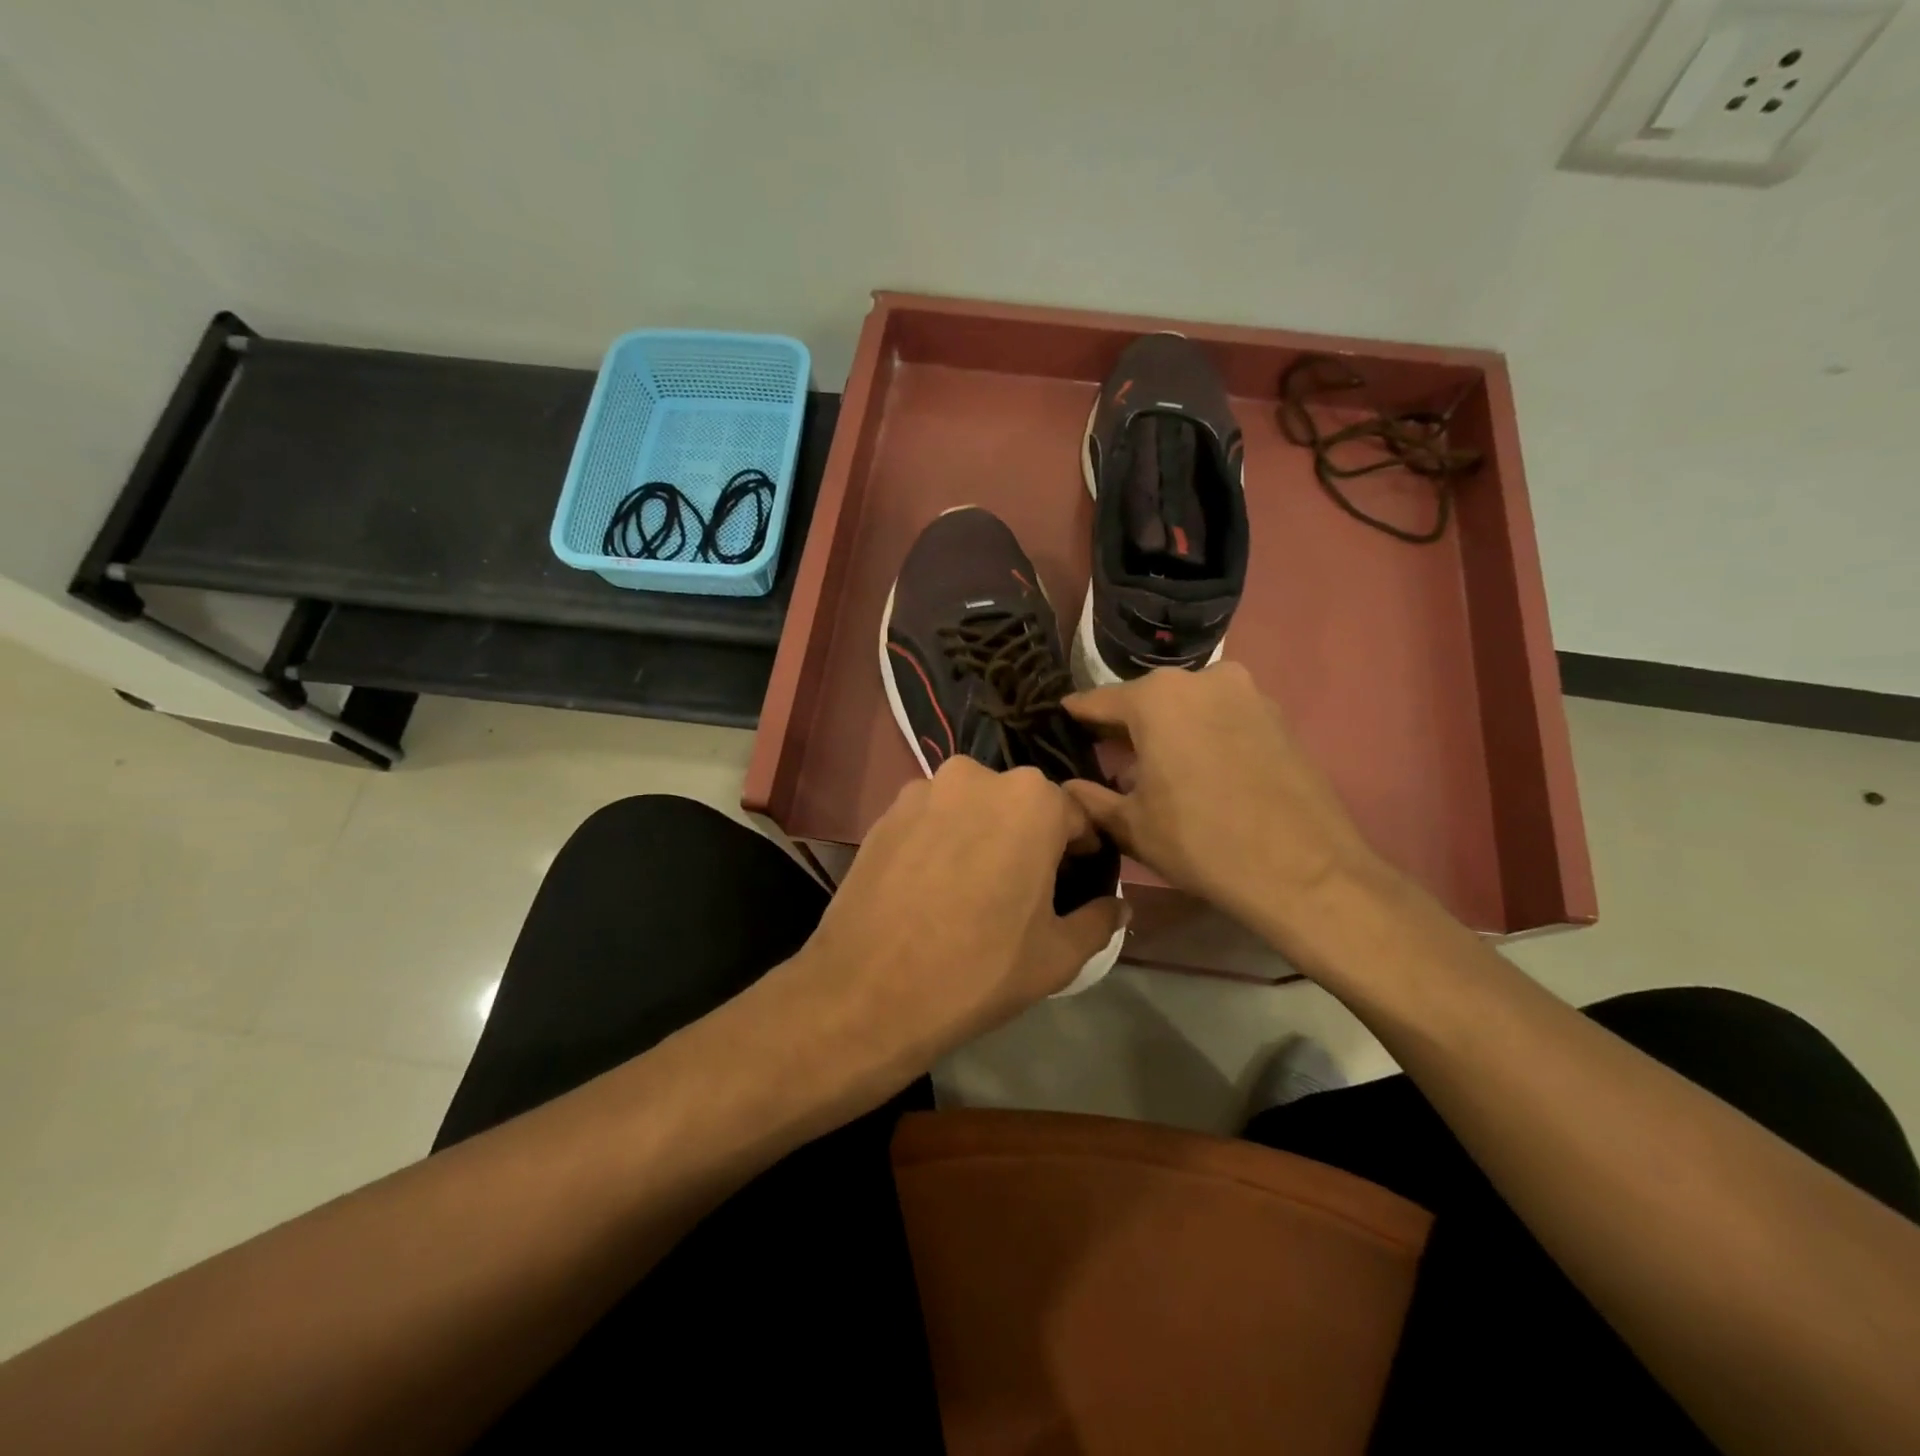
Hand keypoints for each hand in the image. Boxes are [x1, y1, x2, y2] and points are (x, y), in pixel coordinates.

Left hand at [786, 756, 1127, 1081]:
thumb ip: (1099, 919)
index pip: (1075, 816)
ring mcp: (923, 789)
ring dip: (983, 836)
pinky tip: (933, 887)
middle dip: (1030, 839)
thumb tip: (1118, 906)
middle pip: (1021, 805)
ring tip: (973, 889)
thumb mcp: (1057, 955)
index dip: (1081, 852)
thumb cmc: (978, 969)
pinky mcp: (885, 811)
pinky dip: (943, 841)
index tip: (1075, 883)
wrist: (868, 991)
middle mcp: (977, 776)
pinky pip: (933, 819)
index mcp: (1031, 800)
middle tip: (1024, 890)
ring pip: (973, 808)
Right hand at [1062, 663, 1397, 962]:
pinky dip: (1202, 735)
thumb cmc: (1201, 842)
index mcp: (1156, 698)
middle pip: (1146, 700)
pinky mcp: (1277, 714)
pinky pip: (1222, 717)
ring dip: (1166, 730)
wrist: (1304, 871)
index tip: (1059, 728)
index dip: (1075, 718)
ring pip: (1187, 706)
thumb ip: (1090, 798)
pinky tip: (1199, 772)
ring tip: (1155, 769)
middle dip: (1124, 727)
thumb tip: (1067, 788)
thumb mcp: (1131, 826)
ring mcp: (1246, 693)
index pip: (1098, 701)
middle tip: (1105, 758)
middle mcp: (1201, 679)